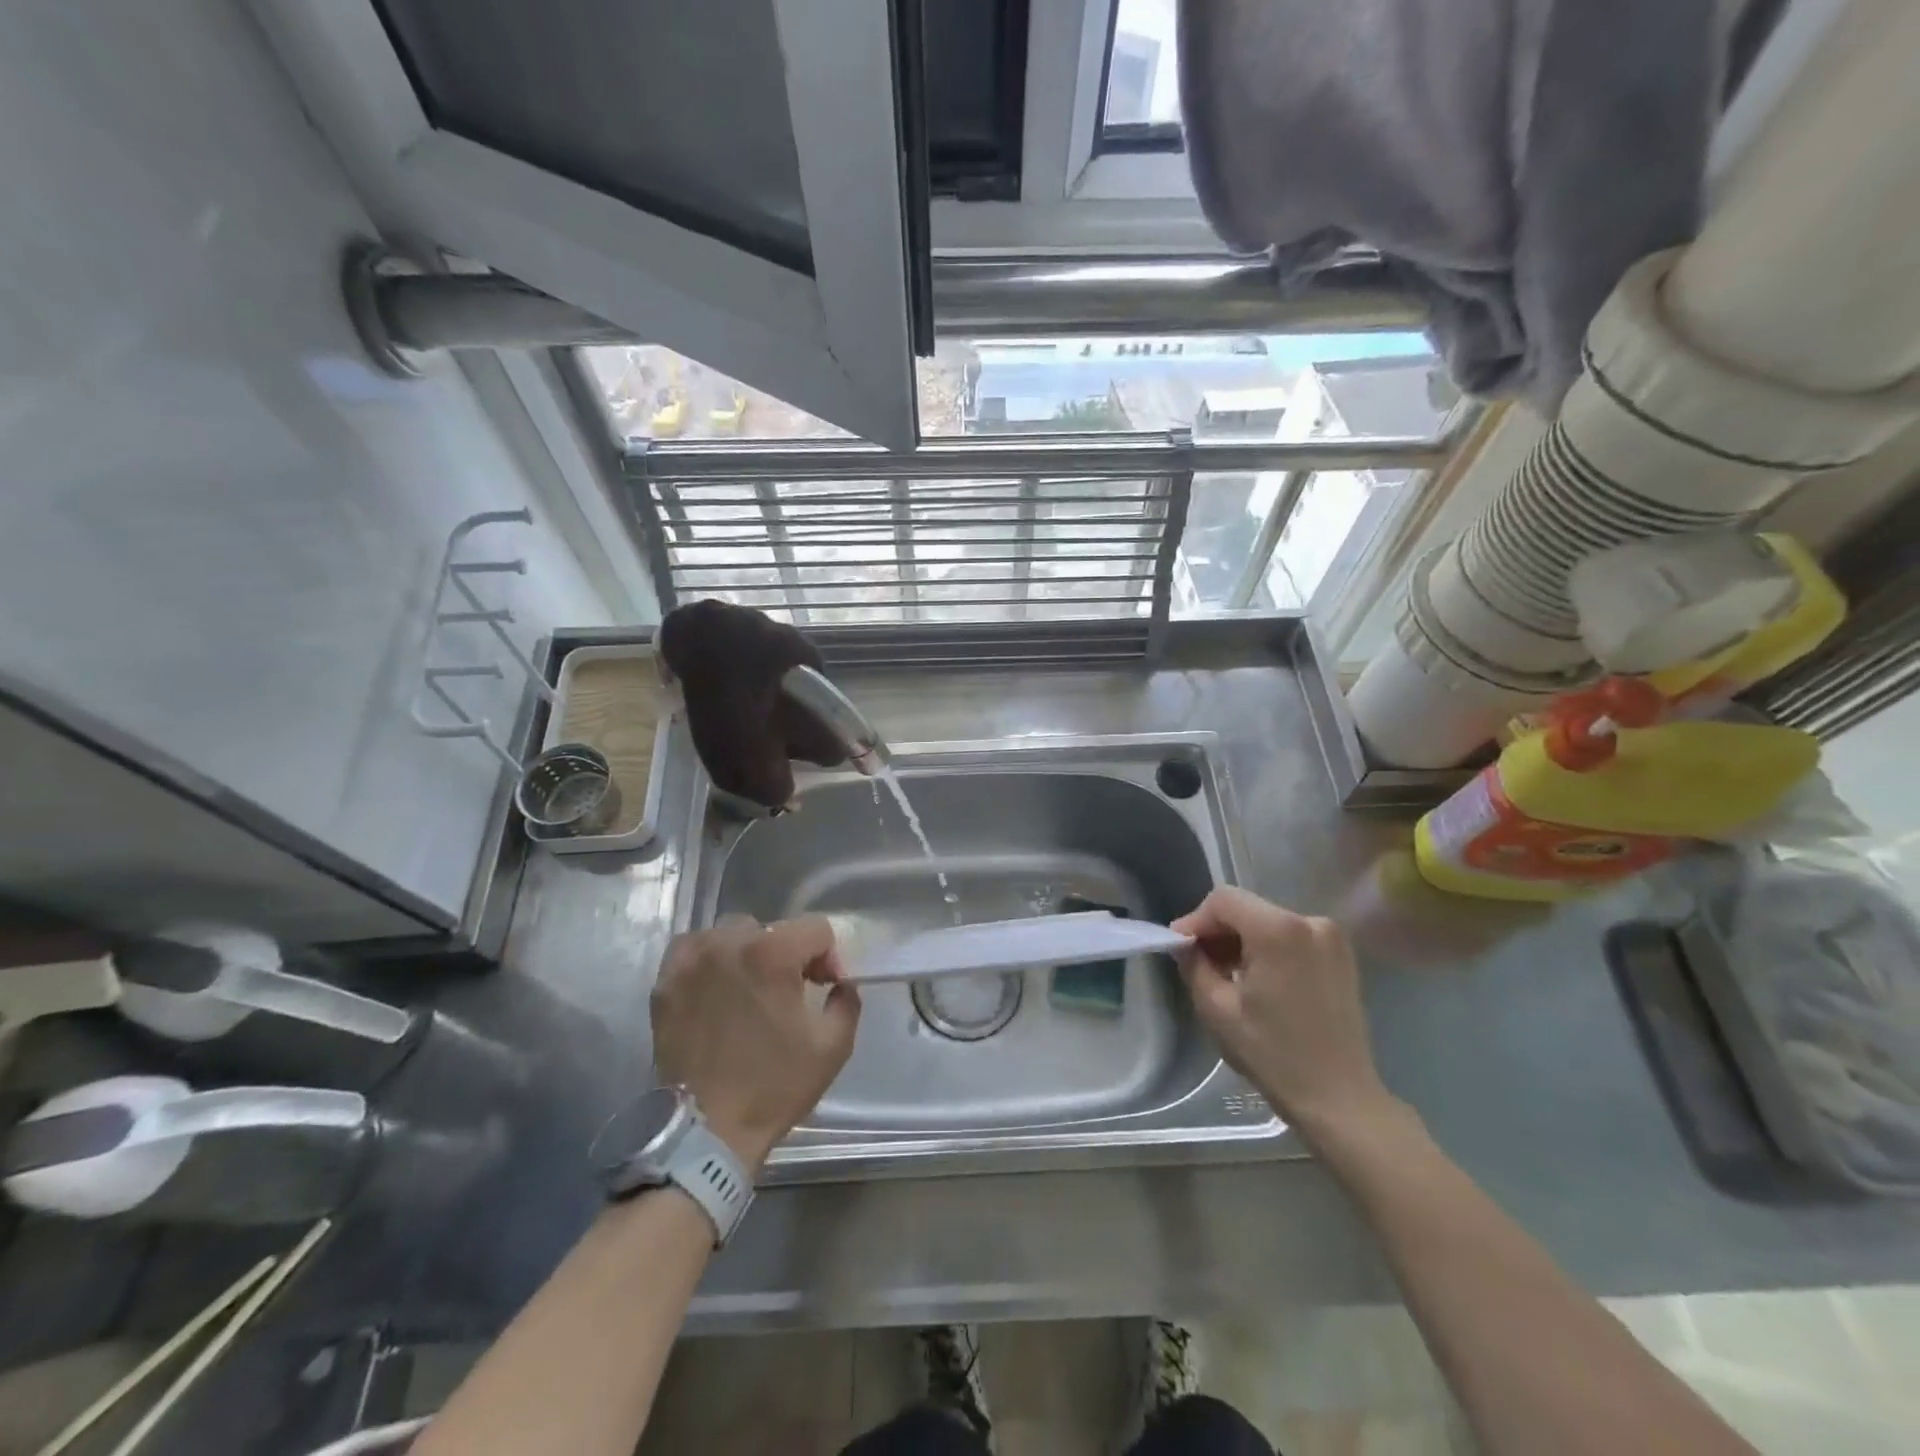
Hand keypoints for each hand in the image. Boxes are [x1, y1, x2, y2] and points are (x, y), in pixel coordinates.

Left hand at [651, 915, 860, 1170]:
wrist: (706, 1132)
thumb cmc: (774, 1086)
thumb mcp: (833, 1047)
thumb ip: (846, 1001)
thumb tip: (839, 982)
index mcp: (773, 954)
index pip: (815, 929)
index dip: (827, 956)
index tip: (824, 987)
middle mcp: (729, 944)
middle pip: (772, 928)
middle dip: (788, 954)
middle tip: (788, 991)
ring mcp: (692, 961)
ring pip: (730, 934)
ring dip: (747, 953)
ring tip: (748, 988)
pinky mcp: (665, 983)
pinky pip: (692, 948)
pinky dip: (708, 958)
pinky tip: (715, 985)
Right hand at [1172, 887, 1397, 1141]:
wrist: (1338, 1098)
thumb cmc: (1272, 1053)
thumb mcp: (1216, 1008)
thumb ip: (1194, 964)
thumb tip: (1185, 944)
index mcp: (1278, 930)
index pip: (1223, 900)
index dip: (1196, 920)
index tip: (1181, 948)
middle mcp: (1310, 922)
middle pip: (1247, 908)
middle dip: (1218, 931)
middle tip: (1199, 963)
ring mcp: (1331, 938)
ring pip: (1267, 921)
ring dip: (1242, 940)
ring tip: (1228, 975)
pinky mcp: (1341, 955)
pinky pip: (1290, 935)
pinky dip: (1267, 948)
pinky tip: (1259, 979)